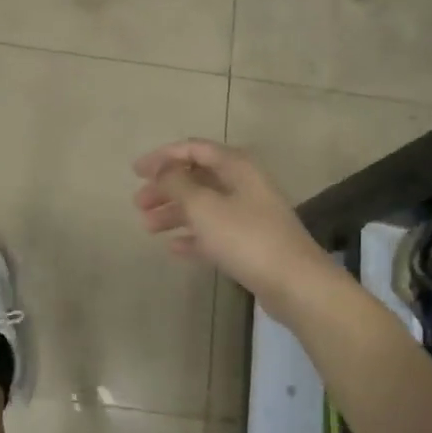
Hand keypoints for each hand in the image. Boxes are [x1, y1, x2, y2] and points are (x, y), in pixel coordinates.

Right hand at [132, 140, 334, 315]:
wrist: (295, 283)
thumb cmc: (245, 237)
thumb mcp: (203, 206)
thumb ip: (177, 183)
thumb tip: (163, 170)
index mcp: (236, 167)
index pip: (194, 149)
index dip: (163, 157)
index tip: (136, 171)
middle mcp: (244, 185)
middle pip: (197, 178)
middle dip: (166, 188)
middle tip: (139, 204)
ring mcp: (250, 215)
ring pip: (204, 206)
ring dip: (175, 213)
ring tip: (148, 228)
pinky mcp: (251, 243)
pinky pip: (215, 233)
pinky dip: (193, 236)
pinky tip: (173, 248)